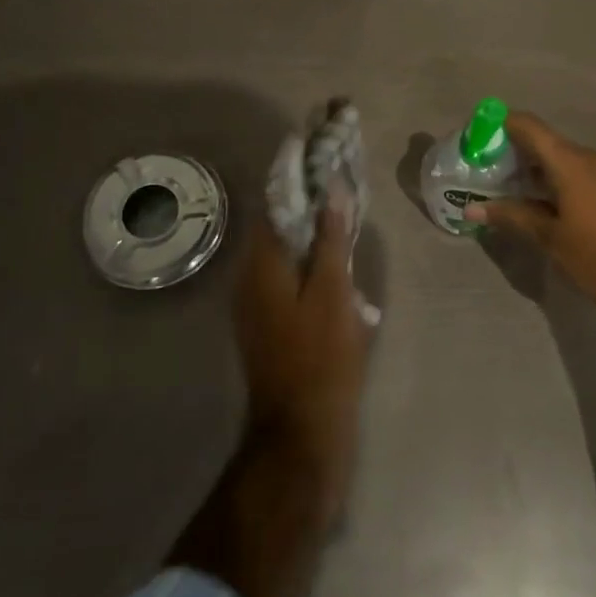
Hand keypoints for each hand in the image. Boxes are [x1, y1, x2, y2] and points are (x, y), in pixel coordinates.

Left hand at [234, 200, 371, 482]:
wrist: (300, 431)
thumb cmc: (321, 358)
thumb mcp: (334, 293)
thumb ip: (331, 240)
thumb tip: (331, 190)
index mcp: (260, 265)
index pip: (274, 205)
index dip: (300, 183)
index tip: (327, 165)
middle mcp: (248, 279)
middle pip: (278, 231)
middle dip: (310, 213)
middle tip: (346, 200)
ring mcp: (254, 306)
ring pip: (284, 259)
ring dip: (312, 244)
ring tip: (347, 236)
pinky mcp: (266, 326)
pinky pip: (286, 284)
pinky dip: (309, 272)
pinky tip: (340, 281)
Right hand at [465, 112, 595, 320]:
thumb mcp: (549, 238)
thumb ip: (511, 216)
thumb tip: (472, 209)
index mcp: (570, 163)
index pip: (529, 126)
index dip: (501, 124)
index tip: (477, 136)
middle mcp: (589, 158)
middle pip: (544, 141)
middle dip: (513, 150)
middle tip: (485, 169)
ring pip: (561, 158)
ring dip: (534, 167)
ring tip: (507, 187)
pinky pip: (577, 171)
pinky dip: (554, 178)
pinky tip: (540, 201)